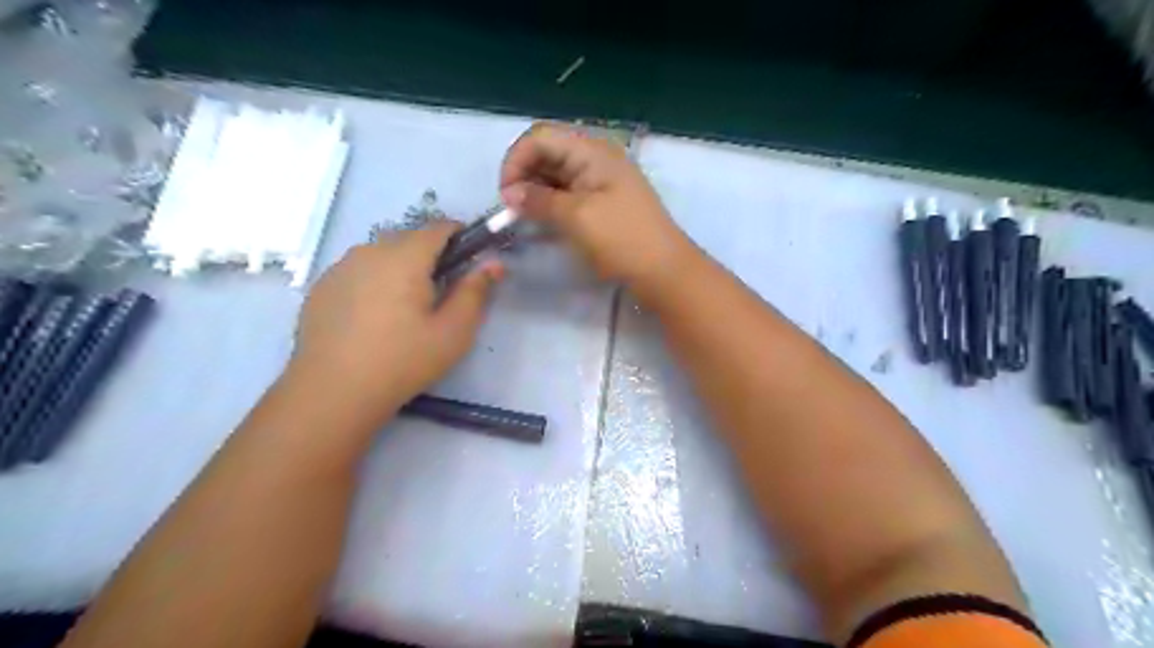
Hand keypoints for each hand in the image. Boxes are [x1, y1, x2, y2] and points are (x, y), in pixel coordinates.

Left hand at [285, 222, 499, 424]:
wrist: (333, 392)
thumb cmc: (403, 361)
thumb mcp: (453, 332)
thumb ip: (475, 292)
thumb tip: (493, 263)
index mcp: (405, 258)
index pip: (439, 228)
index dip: (460, 236)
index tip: (470, 260)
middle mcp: (370, 251)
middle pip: (409, 239)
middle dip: (429, 255)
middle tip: (439, 293)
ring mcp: (340, 267)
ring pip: (381, 253)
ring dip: (399, 267)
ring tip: (404, 307)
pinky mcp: (321, 286)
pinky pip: (358, 270)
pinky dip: (374, 281)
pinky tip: (373, 317)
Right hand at [499, 121, 693, 292]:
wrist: (664, 271)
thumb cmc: (622, 239)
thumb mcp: (577, 217)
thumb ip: (539, 201)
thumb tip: (508, 193)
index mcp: (592, 151)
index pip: (541, 137)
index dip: (516, 160)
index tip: (505, 196)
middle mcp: (595, 159)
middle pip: (547, 154)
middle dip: (523, 177)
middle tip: (511, 212)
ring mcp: (600, 181)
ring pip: (556, 176)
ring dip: (535, 193)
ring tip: (524, 220)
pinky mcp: (602, 203)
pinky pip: (568, 195)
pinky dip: (551, 205)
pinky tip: (542, 224)